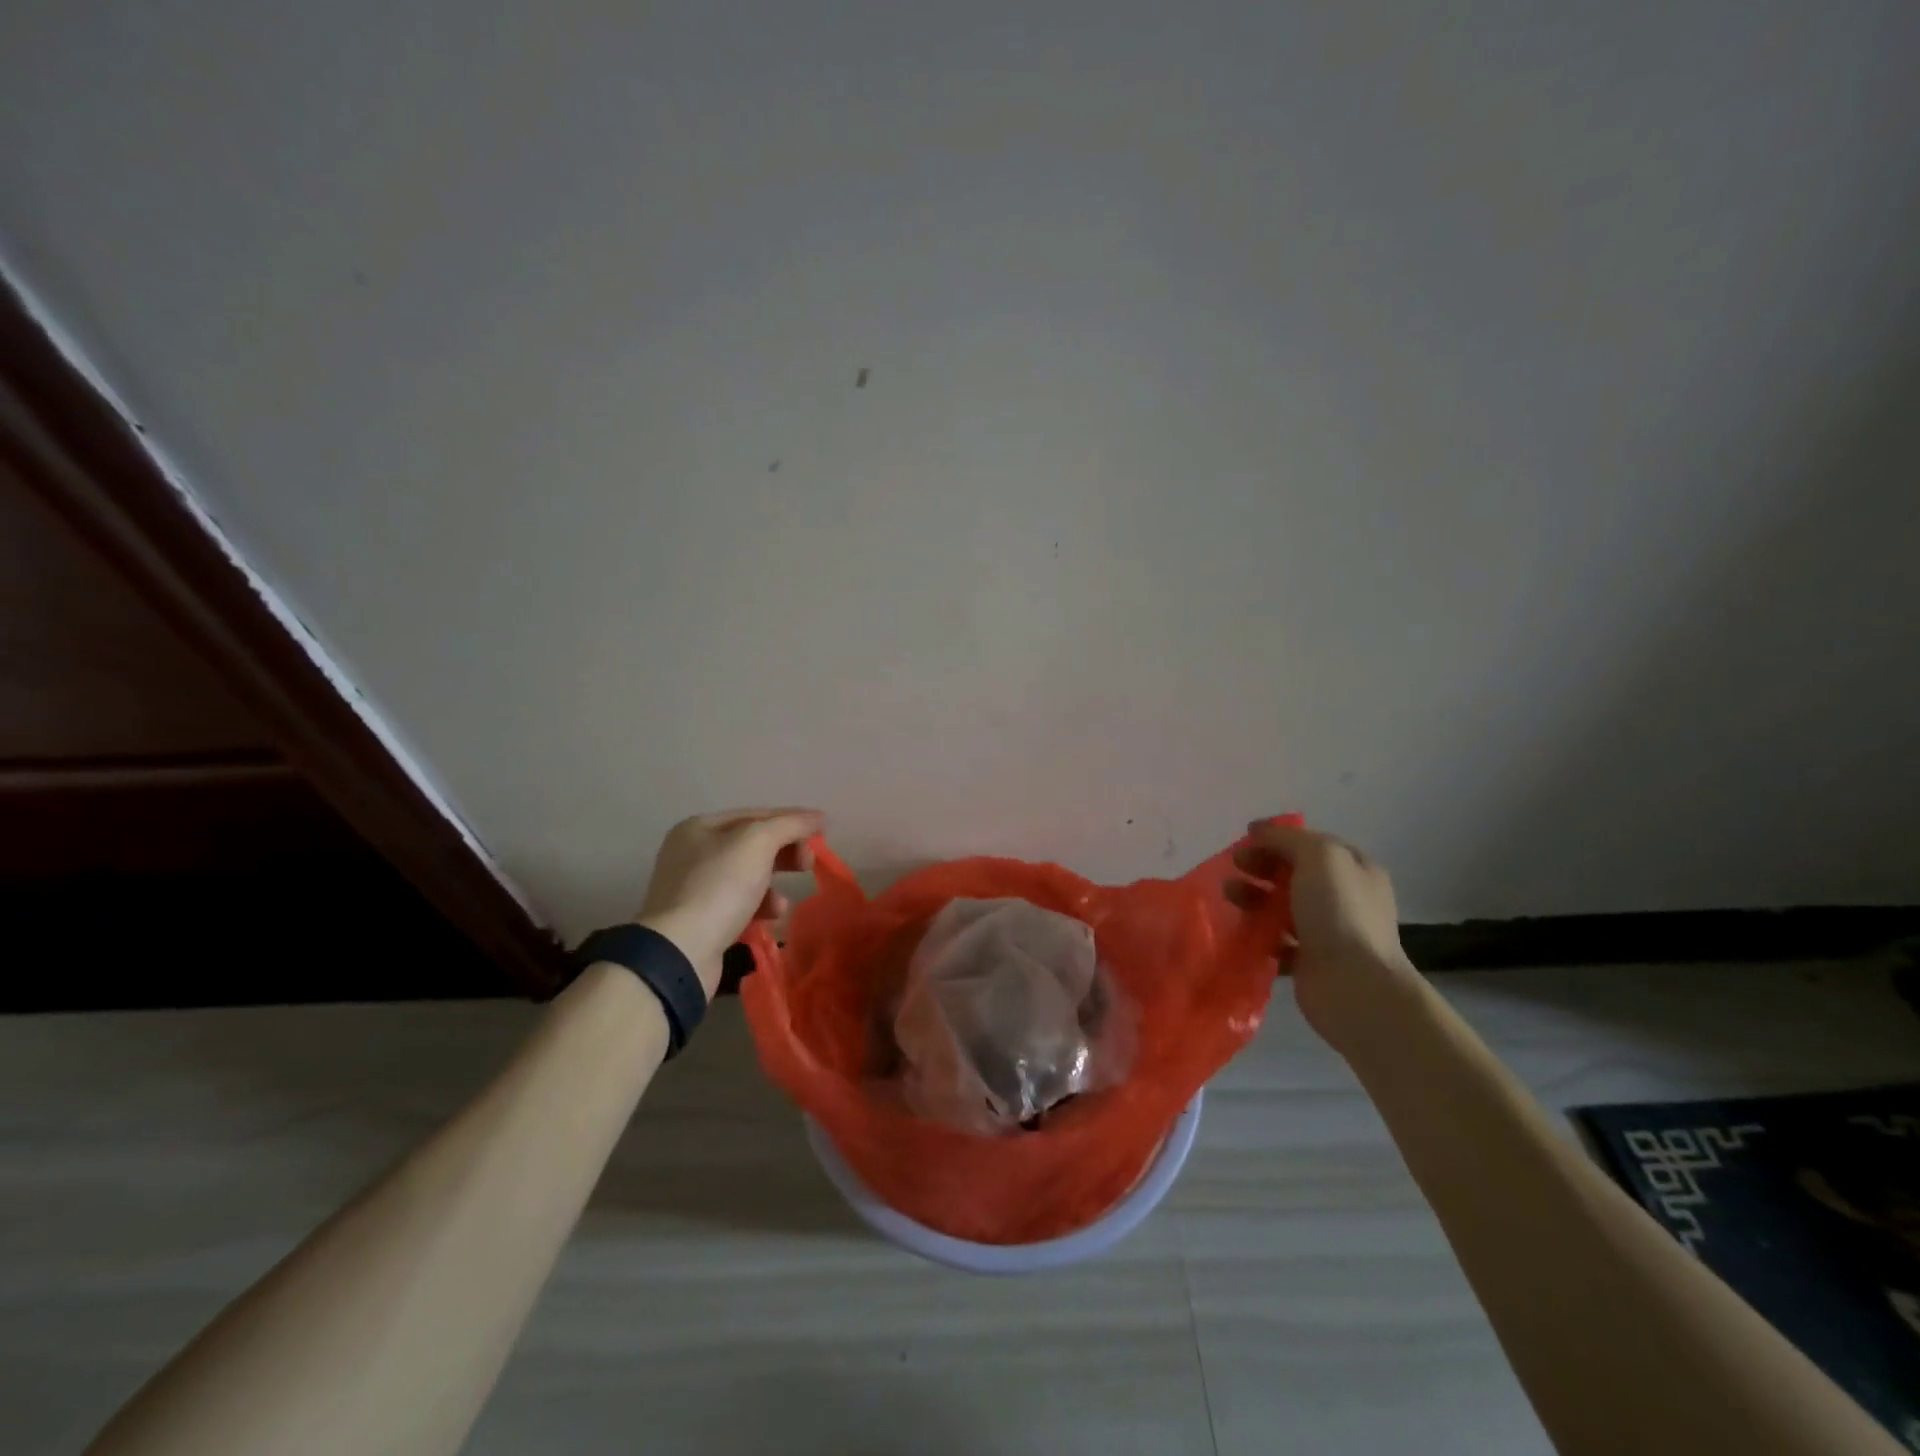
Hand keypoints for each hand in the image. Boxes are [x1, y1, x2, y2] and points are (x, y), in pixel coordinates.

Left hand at [636, 808, 822, 996]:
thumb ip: (790, 825)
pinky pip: (739, 903)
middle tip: (809, 864)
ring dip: (774, 883)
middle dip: (785, 852)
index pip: (756, 814)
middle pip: (752, 844)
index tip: (824, 831)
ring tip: (784, 902)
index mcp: (700, 827)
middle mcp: (692, 852)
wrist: (681, 951)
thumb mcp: (758, 843)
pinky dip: (759, 907)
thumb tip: (819, 817)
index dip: (793, 819)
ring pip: (748, 875)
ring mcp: (693, 887)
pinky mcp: (700, 919)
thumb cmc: (719, 886)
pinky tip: (771, 917)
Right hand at [1224, 821, 1420, 1051]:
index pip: (1312, 843)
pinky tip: (1240, 929)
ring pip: (1283, 906)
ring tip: (1229, 896)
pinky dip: (1258, 933)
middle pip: (1294, 873)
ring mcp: (1329, 931)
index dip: (1278, 837)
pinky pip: (1277, 940)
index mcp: (1355, 869)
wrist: (1354, 985)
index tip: (1245, 837)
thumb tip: (1259, 831)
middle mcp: (1345, 898)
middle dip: (1262, 866)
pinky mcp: (1310, 961)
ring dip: (1254, 897)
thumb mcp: (1318, 857)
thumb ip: (1287, 839)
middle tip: (1235, 866)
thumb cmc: (1339, 912)